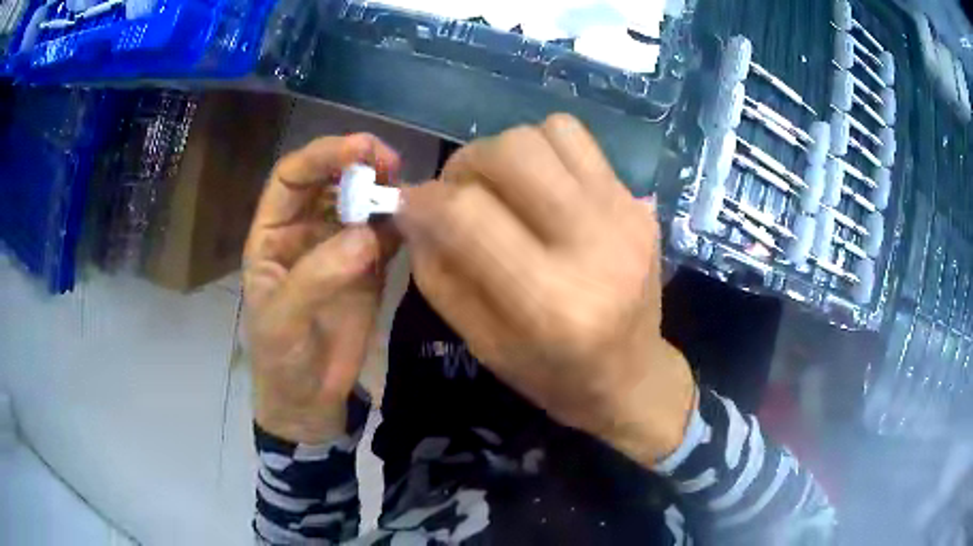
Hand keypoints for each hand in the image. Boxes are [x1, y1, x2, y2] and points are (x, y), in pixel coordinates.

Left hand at [243, 135, 399, 443]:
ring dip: (382, 189)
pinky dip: (400, 222)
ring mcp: (338, 247)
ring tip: (407, 189)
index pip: (291, 177)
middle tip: (391, 164)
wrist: (310, 399)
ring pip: (359, 201)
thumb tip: (365, 236)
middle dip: (357, 163)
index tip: (359, 149)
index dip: (321, 156)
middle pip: (329, 180)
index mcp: (272, 235)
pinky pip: (384, 233)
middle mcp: (305, 231)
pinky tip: (416, 219)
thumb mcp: (283, 322)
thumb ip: (316, 277)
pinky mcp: (368, 267)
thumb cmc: (282, 360)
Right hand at [396, 115, 695, 465]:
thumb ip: (438, 273)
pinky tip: (542, 186)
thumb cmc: (553, 375)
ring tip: (502, 188)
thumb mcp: (481, 343)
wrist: (633, 375)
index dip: (423, 199)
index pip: (467, 214)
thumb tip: (412, 208)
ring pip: (546, 133)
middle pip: (511, 153)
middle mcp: (595, 248)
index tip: (410, 205)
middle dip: (465, 165)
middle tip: (458, 193)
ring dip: (506, 152)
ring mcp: (625, 217)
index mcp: (549, 304)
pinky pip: (579, 141)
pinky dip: (546, 150)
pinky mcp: (639, 203)